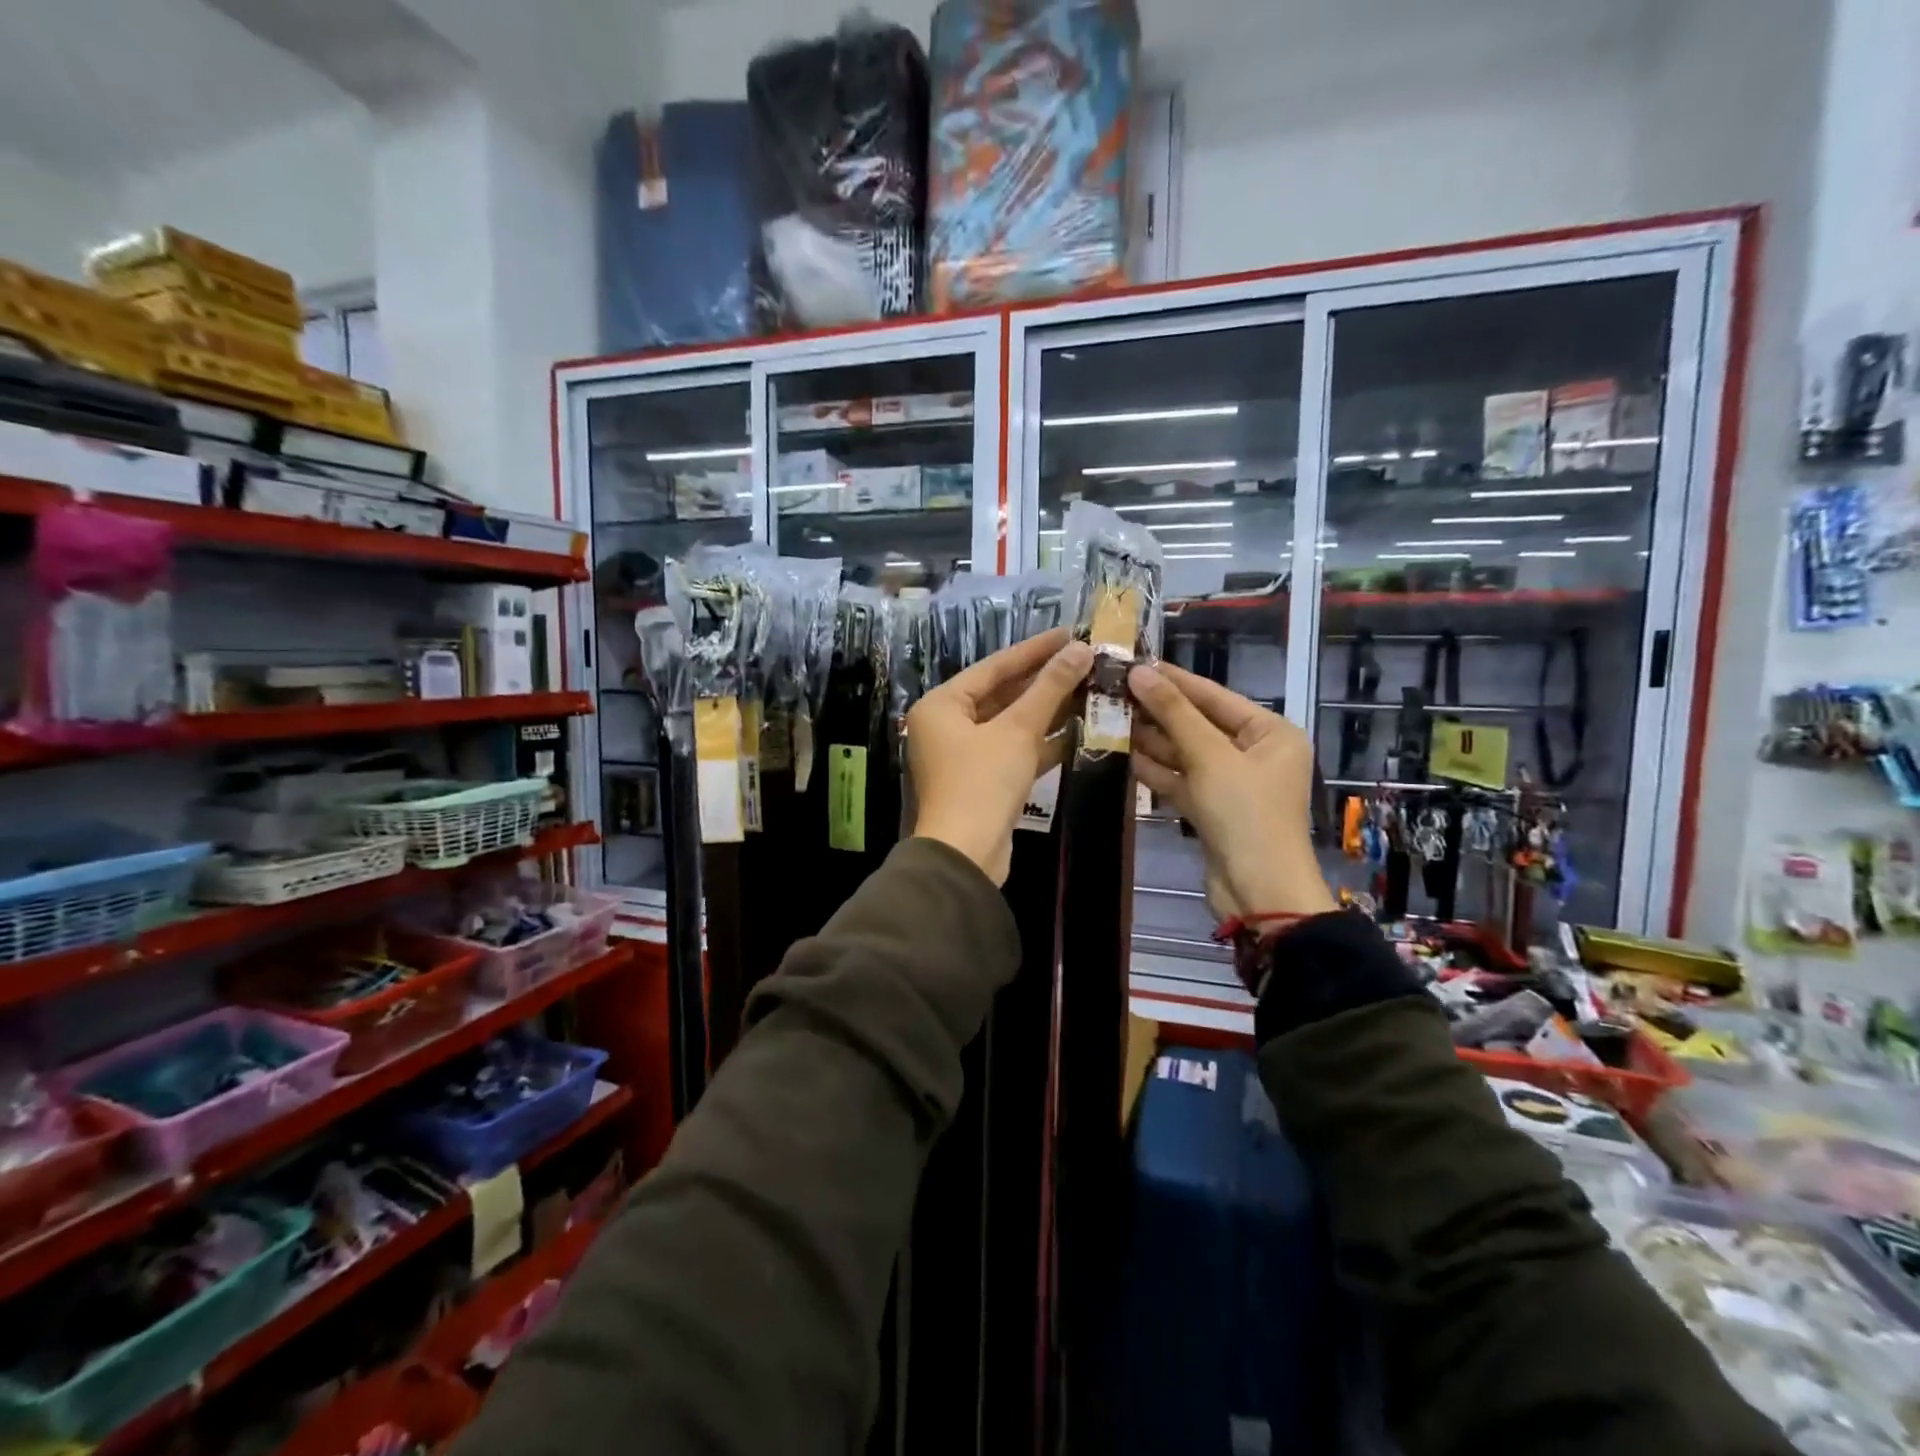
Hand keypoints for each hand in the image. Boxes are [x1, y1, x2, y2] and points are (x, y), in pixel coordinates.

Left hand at [908, 627, 1092, 884]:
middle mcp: (947, 725)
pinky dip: (1042, 742)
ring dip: (1048, 711)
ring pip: (1011, 724)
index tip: (1070, 633)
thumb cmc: (982, 782)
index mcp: (942, 705)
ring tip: (1091, 690)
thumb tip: (1081, 650)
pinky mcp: (983, 781)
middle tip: (1085, 661)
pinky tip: (1080, 729)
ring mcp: (965, 755)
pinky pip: (1015, 750)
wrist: (966, 855)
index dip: (1034, 649)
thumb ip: (1049, 688)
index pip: (994, 667)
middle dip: (1044, 681)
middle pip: (1002, 694)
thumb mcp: (1017, 730)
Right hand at [1128, 662, 1336, 920]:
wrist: (1258, 892)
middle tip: (1114, 690)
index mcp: (1271, 733)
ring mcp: (1232, 784)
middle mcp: (1254, 753)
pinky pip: (1181, 780)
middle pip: (1199, 723)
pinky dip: (1156, 769)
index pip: (1215, 696)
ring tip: (1110, 716)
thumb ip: (1174, 713)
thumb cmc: (1245, 814)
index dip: (1175, 680)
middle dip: (1158, 710)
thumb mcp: (1210, 757)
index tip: (1136, 662)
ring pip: (1186, 753)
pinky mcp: (1211, 809)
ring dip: (1151, 739)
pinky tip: (1122, 753)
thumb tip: (1140, 672)